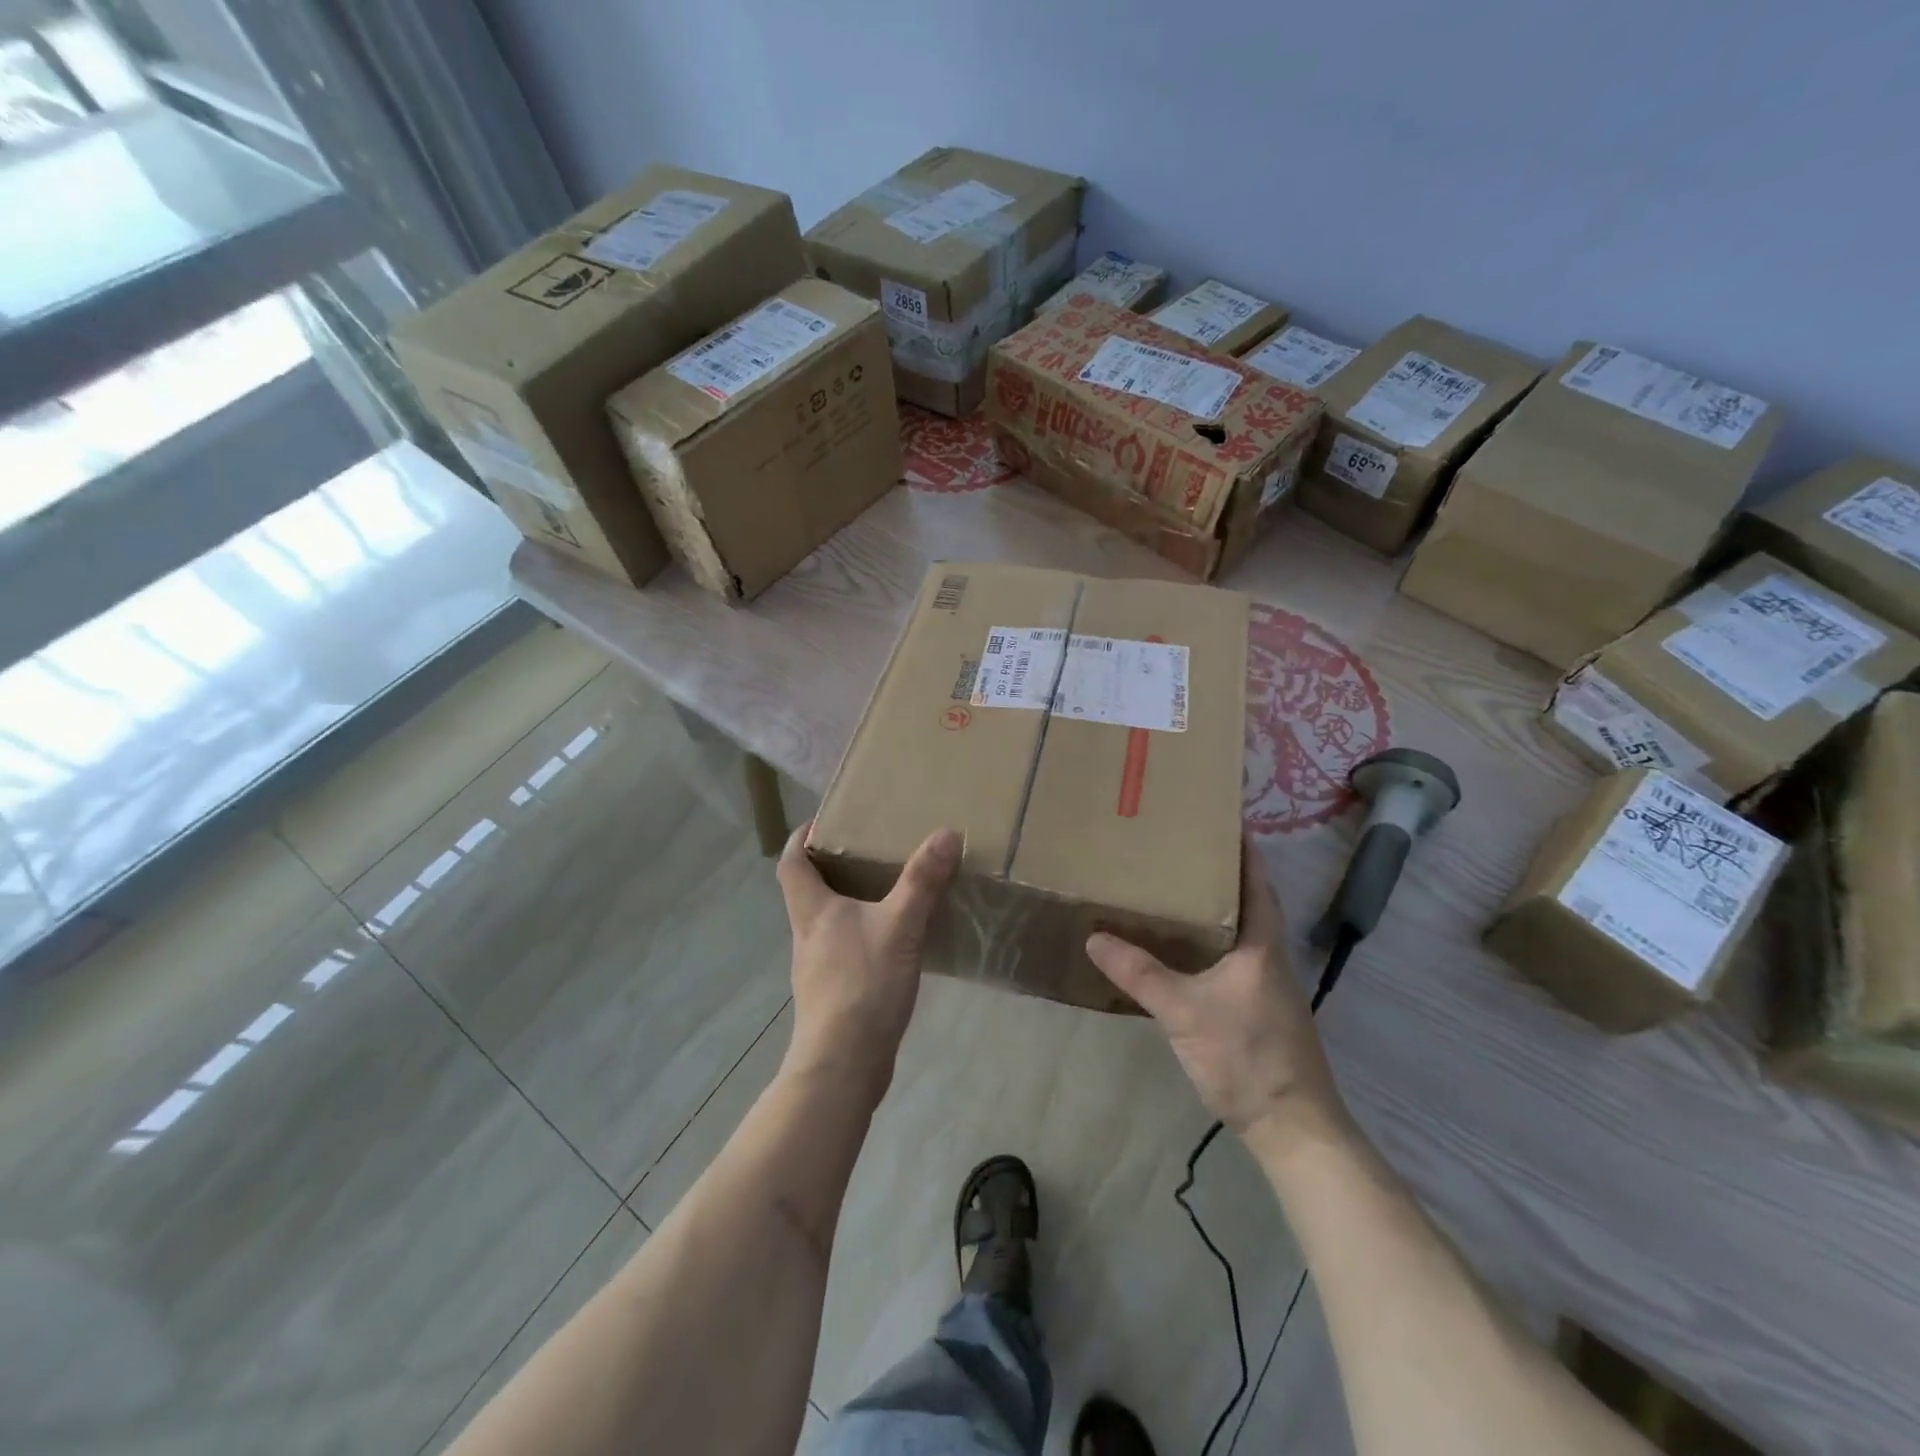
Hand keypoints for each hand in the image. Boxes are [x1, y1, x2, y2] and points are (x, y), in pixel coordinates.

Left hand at [776, 823, 961, 1095]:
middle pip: (808, 888)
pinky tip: (893, 941)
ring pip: (827, 920)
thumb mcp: (899, 926)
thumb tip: (946, 833)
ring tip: (887, 889)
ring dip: (850, 901)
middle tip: (870, 849)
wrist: (842, 1066)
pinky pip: (844, 949)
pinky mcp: (832, 993)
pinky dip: (862, 935)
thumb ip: (922, 881)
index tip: (827, 822)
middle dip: (833, 865)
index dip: (803, 837)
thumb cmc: (862, 986)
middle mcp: (807, 933)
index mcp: (811, 909)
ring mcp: (817, 966)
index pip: (791, 860)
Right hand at [1086, 838, 1345, 1150]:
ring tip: (1169, 887)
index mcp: (1260, 942)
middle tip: (1177, 848)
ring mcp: (1263, 983)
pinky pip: (1226, 957)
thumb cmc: (1247, 1056)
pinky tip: (1176, 947)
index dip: (1242, 847)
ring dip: (1211, 906)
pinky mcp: (1254, 1007)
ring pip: (1234, 930)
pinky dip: (1204, 941)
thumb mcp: (1185, 1011)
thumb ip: (1140, 973)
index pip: (1255, 880)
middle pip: (1244, 899)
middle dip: (1218, 872)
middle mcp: (1266, 954)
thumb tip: (1095, 936)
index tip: (1219, 817)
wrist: (1291, 1126)